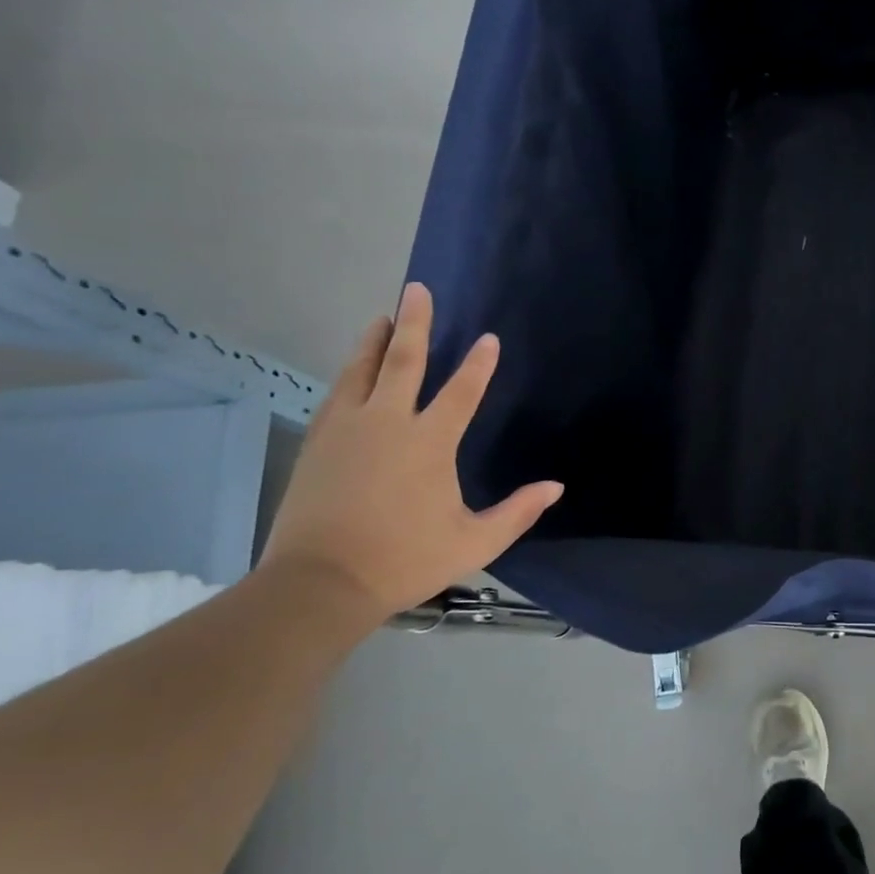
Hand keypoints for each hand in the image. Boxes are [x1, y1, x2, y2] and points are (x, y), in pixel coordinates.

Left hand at [261, 282, 562, 622]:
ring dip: (375, 341)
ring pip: (361, 371)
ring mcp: (347, 430)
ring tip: (383, 317)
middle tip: (417, 290)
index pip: (461, 392)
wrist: (319, 583)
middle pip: (403, 363)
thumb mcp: (475, 542)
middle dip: (415, 325)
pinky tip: (351, 370)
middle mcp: (388, 424)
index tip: (489, 338)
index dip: (479, 365)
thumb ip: (518, 511)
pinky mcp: (318, 443)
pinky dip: (349, 374)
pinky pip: (337, 395)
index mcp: (429, 443)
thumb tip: (556, 487)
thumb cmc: (405, 559)